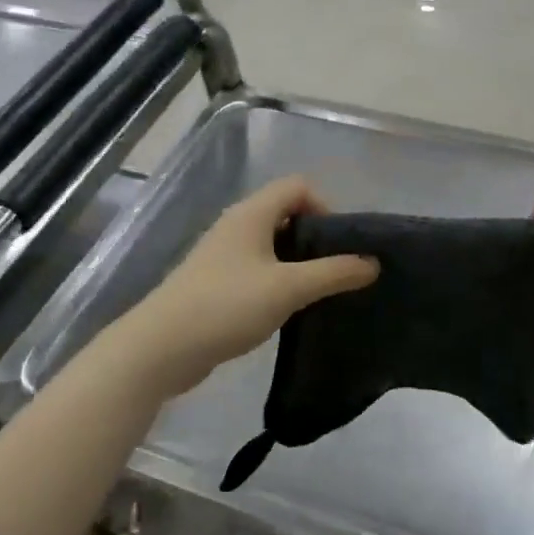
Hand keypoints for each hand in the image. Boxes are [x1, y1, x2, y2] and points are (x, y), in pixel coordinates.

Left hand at [114, 176, 377, 396]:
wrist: (160, 348)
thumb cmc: (226, 305)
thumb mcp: (288, 288)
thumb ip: (334, 273)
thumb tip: (373, 262)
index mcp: (252, 214)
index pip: (298, 187)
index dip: (325, 207)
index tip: (339, 244)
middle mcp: (236, 225)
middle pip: (286, 213)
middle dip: (315, 237)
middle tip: (335, 270)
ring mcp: (223, 254)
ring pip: (272, 244)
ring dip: (297, 262)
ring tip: (317, 292)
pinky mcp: (216, 283)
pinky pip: (257, 269)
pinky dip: (277, 280)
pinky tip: (287, 309)